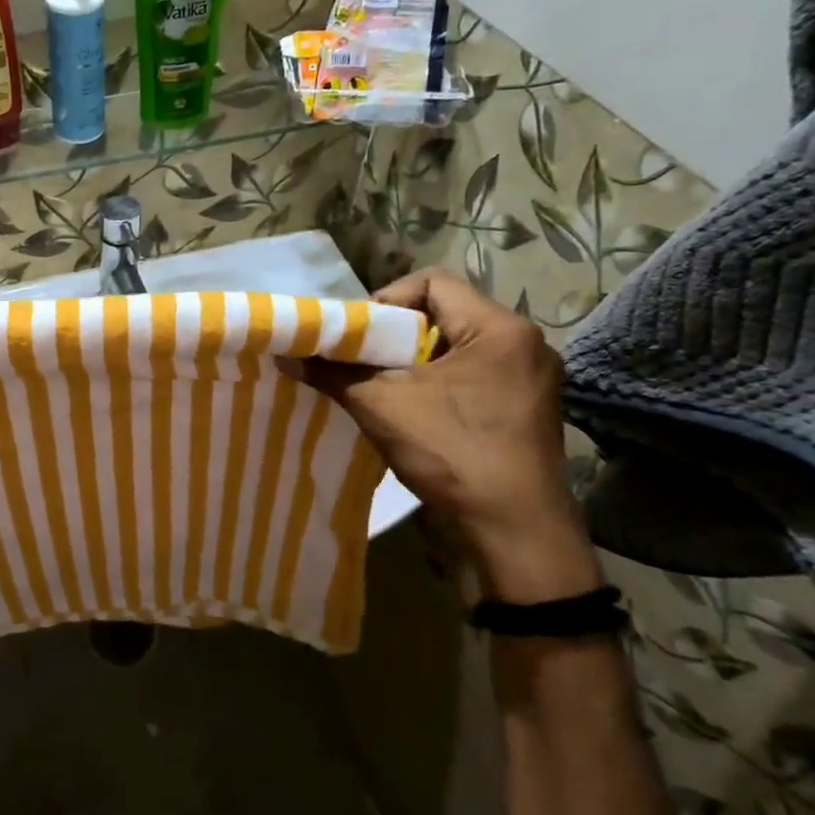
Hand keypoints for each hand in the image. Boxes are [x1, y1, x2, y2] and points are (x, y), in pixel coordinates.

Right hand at [288, 270, 597, 601]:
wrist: (514, 532)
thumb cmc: (452, 453)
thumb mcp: (381, 406)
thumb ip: (332, 373)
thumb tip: (285, 355)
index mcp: (499, 328)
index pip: (432, 282)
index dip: (386, 299)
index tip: (359, 335)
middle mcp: (524, 343)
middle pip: (444, 313)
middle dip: (395, 334)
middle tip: (362, 361)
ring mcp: (529, 378)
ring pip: (456, 347)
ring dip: (413, 361)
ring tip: (381, 386)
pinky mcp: (525, 408)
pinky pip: (471, 374)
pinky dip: (436, 382)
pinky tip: (412, 410)